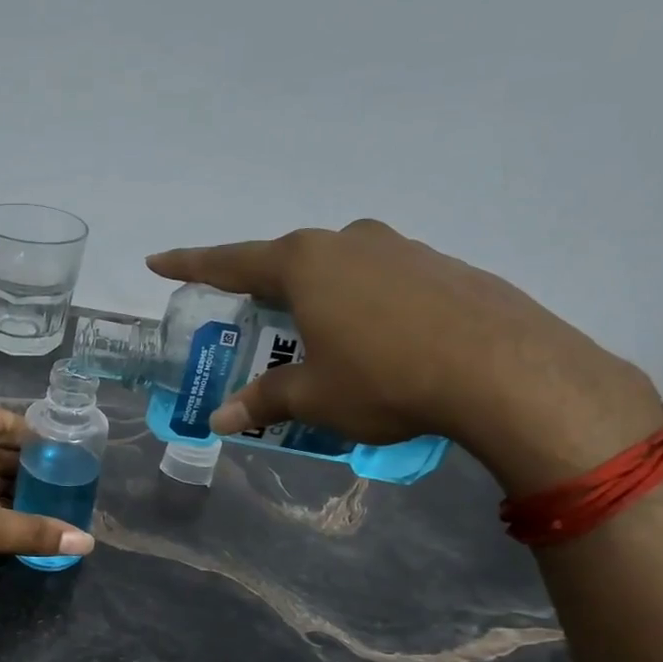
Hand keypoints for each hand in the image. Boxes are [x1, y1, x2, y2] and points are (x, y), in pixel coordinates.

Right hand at [148, 222, 662, 495]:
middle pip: (287, 261)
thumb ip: (265, 401)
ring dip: (316, 296)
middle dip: (261, 287)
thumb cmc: (385, 378)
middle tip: (244, 313)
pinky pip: (380, 280)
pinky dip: (361, 304)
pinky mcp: (441, 266)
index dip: (190, 265)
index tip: (158, 261)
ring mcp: (401, 248)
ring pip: (338, 268)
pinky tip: (374, 340)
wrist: (504, 370)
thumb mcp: (314, 397)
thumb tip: (219, 420)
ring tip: (312, 334)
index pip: (231, 262)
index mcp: (305, 264)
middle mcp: (349, 242)